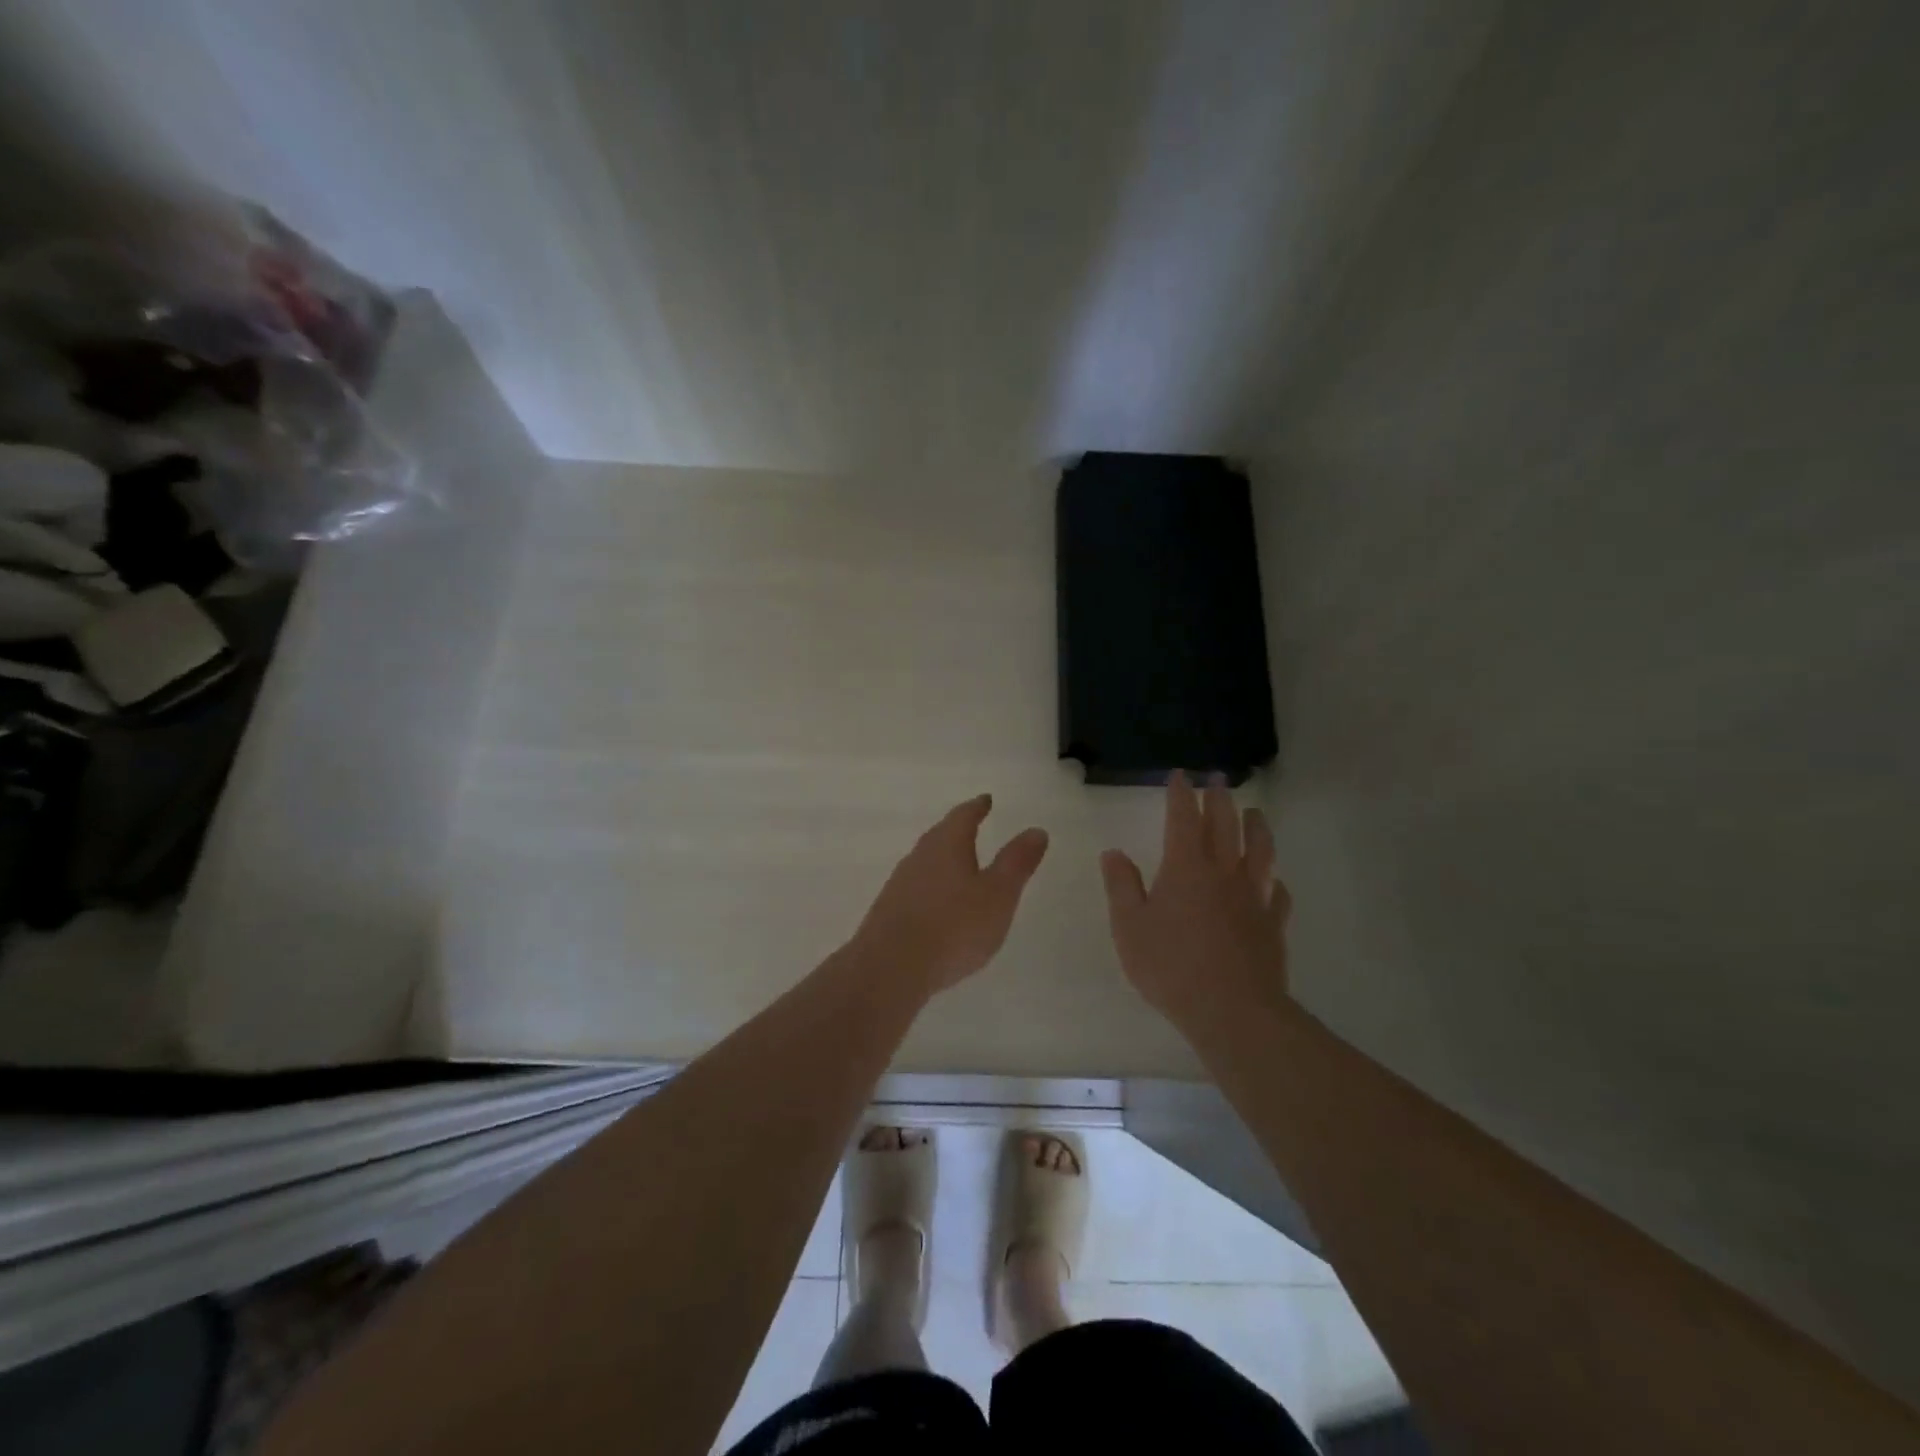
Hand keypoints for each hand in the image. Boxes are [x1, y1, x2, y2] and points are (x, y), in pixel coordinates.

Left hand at [853, 794, 1049, 996]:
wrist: (890, 967)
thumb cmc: (953, 926)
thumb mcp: (998, 895)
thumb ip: (1017, 862)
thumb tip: (1036, 830)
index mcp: (946, 844)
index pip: (963, 816)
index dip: (977, 807)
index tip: (986, 800)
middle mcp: (919, 856)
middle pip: (940, 835)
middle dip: (958, 831)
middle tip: (973, 828)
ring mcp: (900, 884)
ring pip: (926, 862)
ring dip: (943, 861)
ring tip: (960, 868)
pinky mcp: (889, 911)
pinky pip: (916, 888)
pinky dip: (932, 888)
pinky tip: (938, 906)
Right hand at [1100, 772, 1292, 1036]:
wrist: (1232, 1010)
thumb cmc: (1171, 966)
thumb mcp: (1129, 926)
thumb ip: (1121, 886)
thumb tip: (1113, 852)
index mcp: (1185, 867)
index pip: (1183, 818)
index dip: (1181, 794)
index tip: (1180, 775)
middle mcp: (1223, 872)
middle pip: (1225, 825)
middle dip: (1219, 798)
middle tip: (1218, 779)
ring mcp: (1254, 897)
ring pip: (1260, 850)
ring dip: (1257, 827)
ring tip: (1255, 813)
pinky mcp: (1273, 924)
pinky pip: (1278, 893)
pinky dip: (1275, 881)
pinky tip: (1275, 882)